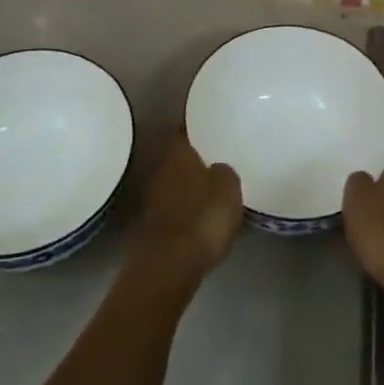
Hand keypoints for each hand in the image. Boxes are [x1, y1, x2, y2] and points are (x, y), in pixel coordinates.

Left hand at [133, 128, 241, 283]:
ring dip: (191, 180)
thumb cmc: (202, 216)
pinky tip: (205, 211)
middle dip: (195, 153)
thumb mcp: (228, 187)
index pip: (182, 126)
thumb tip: (218, 168)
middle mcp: (160, 168)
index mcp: (177, 151)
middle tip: (217, 151)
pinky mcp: (156, 224)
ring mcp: (155, 197)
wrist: (171, 265)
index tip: (210, 120)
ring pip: (176, 179)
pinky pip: (176, 204)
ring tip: (215, 181)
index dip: (195, 122)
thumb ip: (225, 171)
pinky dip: (189, 204)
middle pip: (178, 153)